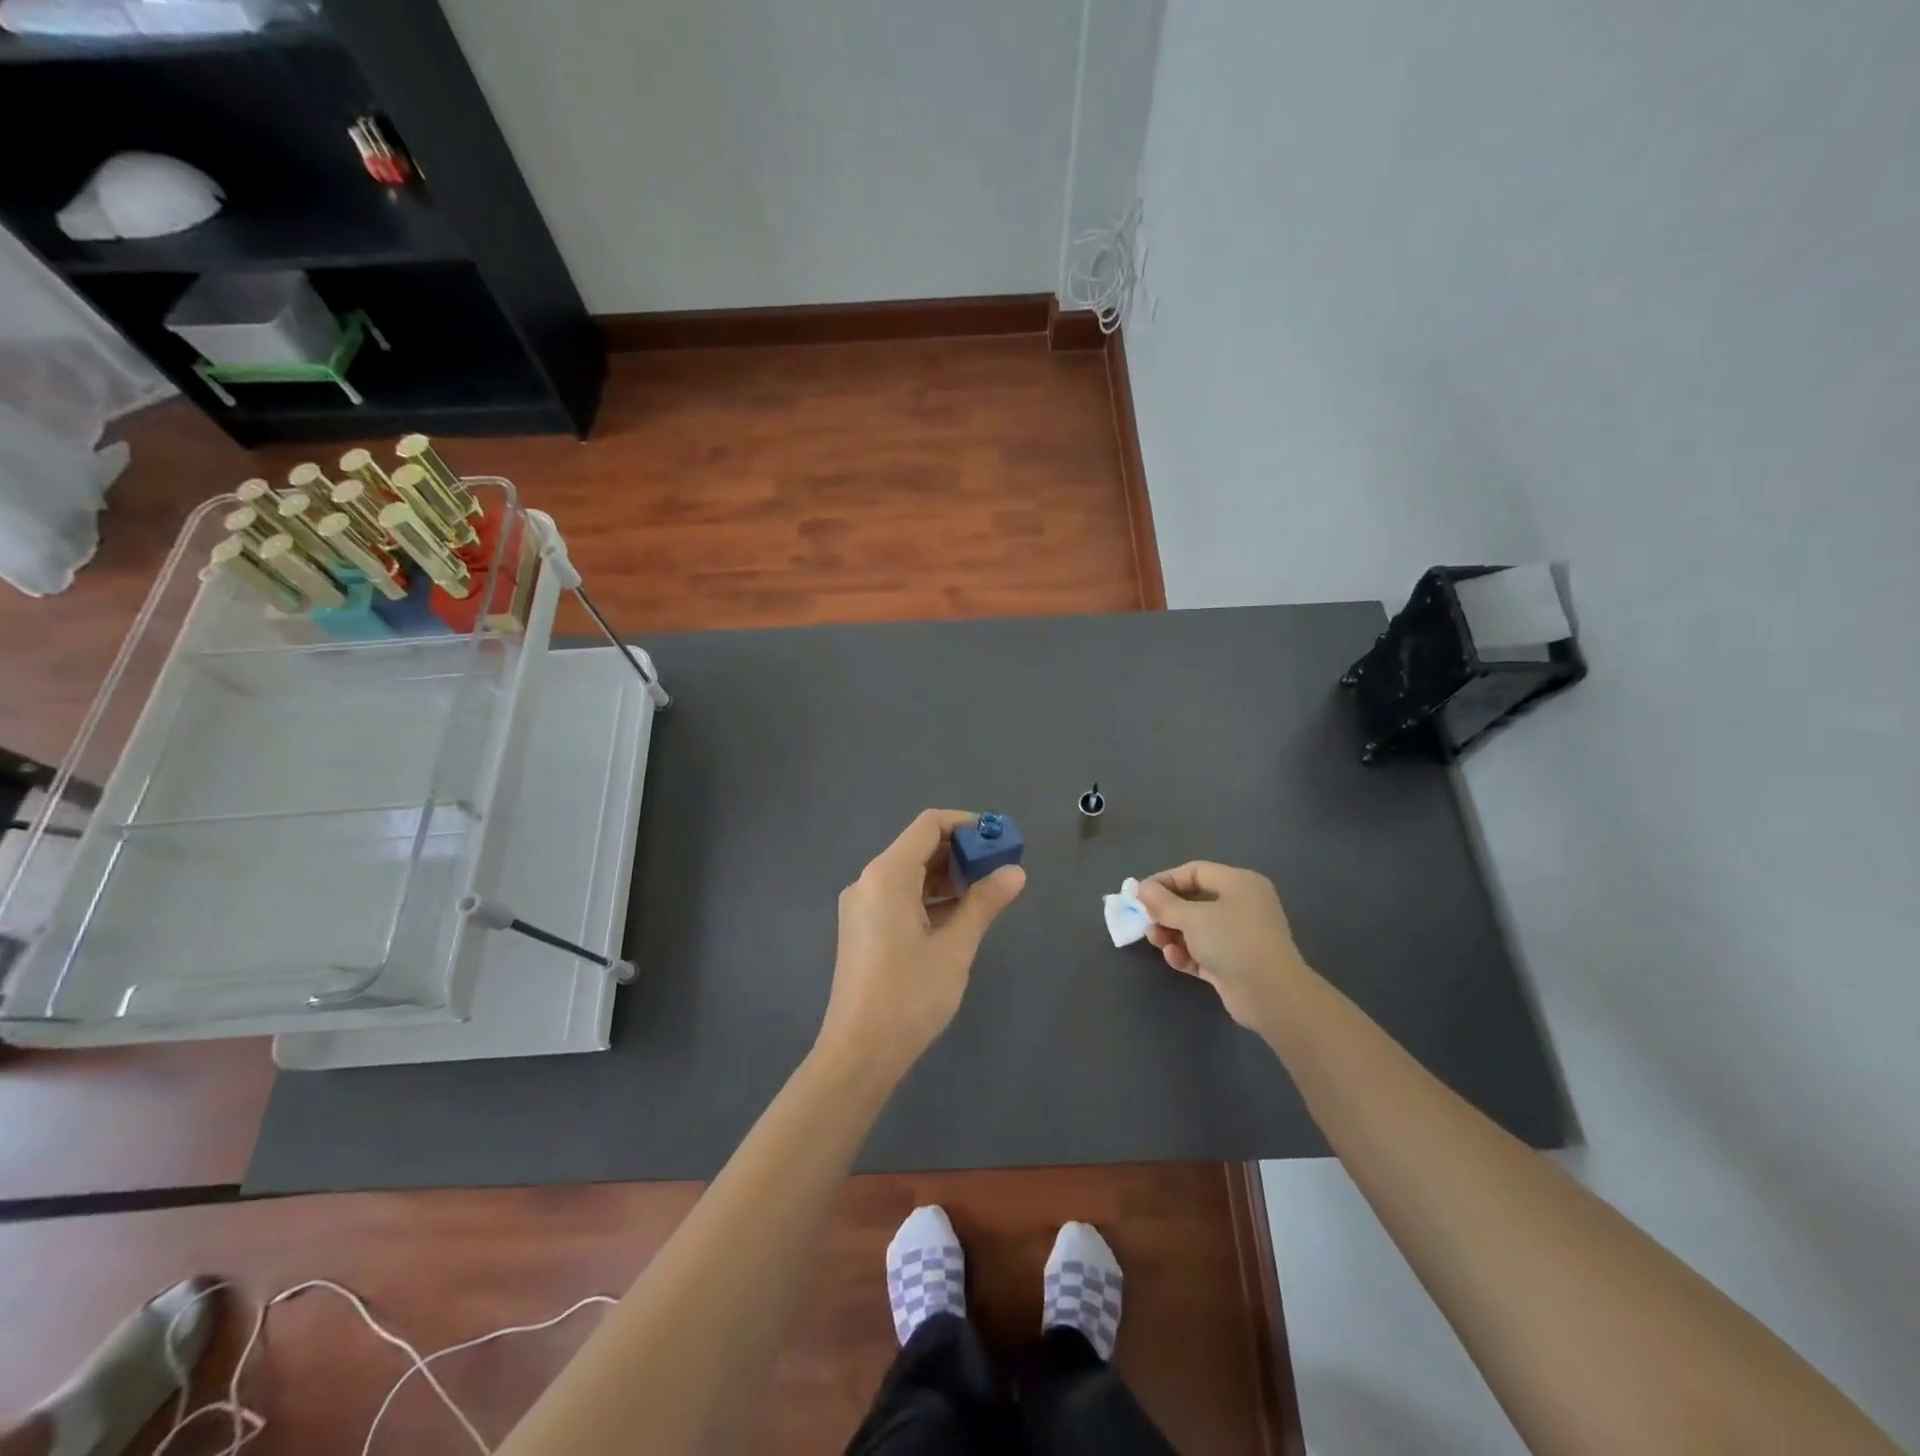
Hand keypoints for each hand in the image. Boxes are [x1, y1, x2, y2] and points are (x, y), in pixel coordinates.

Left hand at [817, 810, 1025, 1079]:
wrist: (859, 1053)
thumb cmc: (909, 996)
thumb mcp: (955, 947)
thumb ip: (984, 903)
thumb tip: (1014, 872)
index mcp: (887, 875)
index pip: (929, 825)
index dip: (967, 825)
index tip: (999, 840)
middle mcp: (869, 881)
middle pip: (919, 847)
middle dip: (961, 852)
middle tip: (1000, 869)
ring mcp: (862, 906)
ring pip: (910, 874)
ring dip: (948, 877)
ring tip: (986, 894)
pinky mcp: (863, 928)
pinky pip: (900, 897)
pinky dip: (930, 897)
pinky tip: (958, 917)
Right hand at [1134, 862, 1310, 1033]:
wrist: (1270, 995)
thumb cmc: (1232, 941)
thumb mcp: (1192, 917)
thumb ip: (1164, 902)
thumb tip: (1142, 888)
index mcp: (1239, 884)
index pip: (1195, 871)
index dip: (1166, 880)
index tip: (1140, 894)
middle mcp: (1242, 906)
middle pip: (1194, 901)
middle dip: (1166, 911)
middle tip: (1146, 921)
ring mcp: (1240, 936)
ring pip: (1197, 928)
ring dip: (1173, 934)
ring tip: (1157, 942)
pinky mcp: (1234, 964)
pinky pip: (1203, 951)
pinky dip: (1187, 953)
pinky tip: (1174, 959)